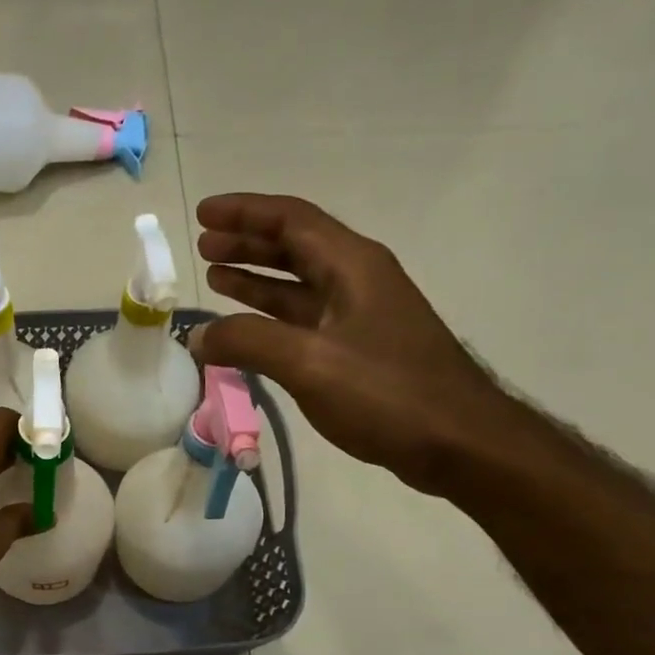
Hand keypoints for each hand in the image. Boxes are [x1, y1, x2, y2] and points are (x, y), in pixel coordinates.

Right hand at [189, 193, 517, 495]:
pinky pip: (303, 321)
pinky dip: (270, 318)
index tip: (203, 214)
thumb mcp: (310, 363)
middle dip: (247, 243)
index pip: (292, 221)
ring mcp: (359, 318)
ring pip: (298, 286)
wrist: (455, 441)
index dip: (245, 213)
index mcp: (352, 267)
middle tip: (203, 246)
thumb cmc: (386, 394)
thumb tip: (199, 336)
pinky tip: (247, 330)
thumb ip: (249, 343)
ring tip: (216, 277)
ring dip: (256, 279)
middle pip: (295, 248)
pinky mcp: (357, 352)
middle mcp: (357, 282)